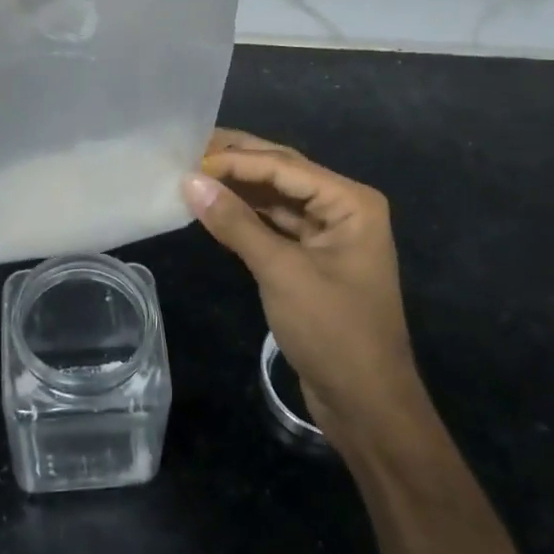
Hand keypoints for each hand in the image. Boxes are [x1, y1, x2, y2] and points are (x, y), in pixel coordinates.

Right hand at [184, 130, 425, 450]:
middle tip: (187, 148)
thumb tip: (190, 181)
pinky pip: (273, 225)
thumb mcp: (282, 273)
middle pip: (282, 173)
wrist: (366, 404)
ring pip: (275, 198)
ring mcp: (326, 233)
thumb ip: (236, 223)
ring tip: (192, 172)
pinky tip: (212, 207)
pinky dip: (244, 216)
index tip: (188, 158)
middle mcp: (341, 207)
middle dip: (237, 161)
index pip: (284, 165)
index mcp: (350, 202)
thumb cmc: (333, 332)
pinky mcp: (310, 258)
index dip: (236, 159)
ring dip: (237, 187)